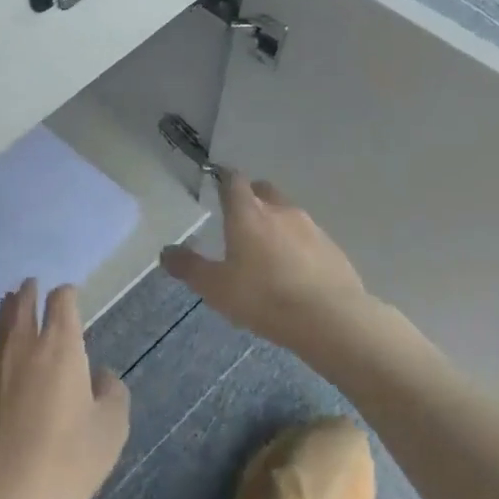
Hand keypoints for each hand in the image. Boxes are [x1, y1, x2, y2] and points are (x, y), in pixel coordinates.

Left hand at [0, 280, 129, 498]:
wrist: (9, 496)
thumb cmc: (70, 458)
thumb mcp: (111, 428)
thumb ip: (112, 393)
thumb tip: (101, 376)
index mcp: (61, 346)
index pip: (61, 302)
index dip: (66, 294)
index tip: (70, 294)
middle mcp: (26, 347)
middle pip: (23, 305)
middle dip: (29, 292)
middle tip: (31, 283)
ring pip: (3, 325)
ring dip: (9, 308)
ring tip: (10, 299)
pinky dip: (0, 338)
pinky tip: (5, 349)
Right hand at [161, 172, 370, 351]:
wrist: (331, 319)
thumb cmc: (265, 297)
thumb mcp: (216, 288)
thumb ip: (189, 267)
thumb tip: (165, 251)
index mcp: (248, 213)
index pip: (234, 180)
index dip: (224, 179)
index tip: (216, 184)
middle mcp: (280, 210)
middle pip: (263, 191)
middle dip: (251, 199)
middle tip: (239, 220)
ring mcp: (310, 227)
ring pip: (287, 214)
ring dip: (276, 224)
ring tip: (267, 252)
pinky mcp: (332, 248)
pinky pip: (308, 238)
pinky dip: (298, 246)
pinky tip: (294, 272)